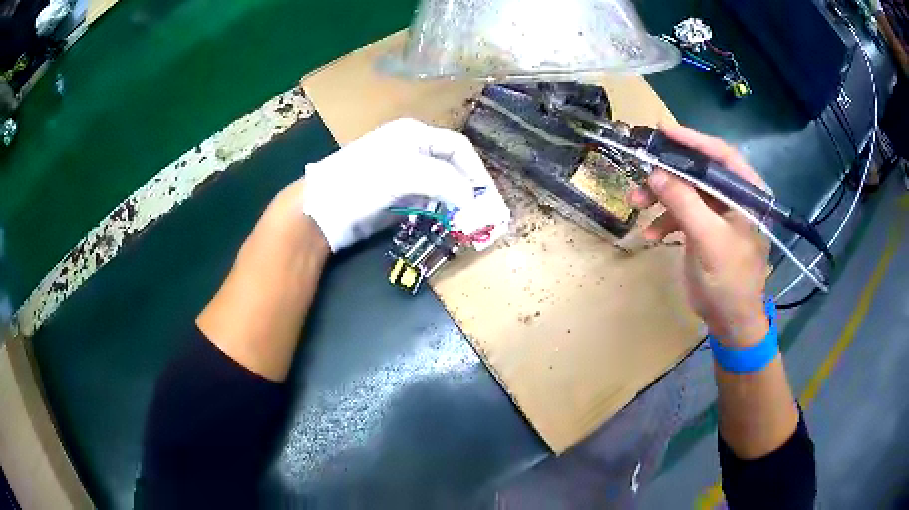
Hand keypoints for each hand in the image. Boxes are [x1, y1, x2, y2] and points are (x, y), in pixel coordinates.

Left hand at [303, 118, 506, 251]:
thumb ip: (443, 181)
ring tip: (468, 223)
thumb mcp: (404, 173)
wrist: (322, 208)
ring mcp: (403, 175)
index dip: (476, 171)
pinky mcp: (396, 198)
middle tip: (482, 214)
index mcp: (415, 134)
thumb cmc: (361, 181)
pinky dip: (439, 213)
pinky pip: (427, 203)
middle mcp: (412, 151)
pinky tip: (445, 224)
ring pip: (441, 187)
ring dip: (455, 204)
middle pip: (451, 167)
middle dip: (468, 189)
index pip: (458, 148)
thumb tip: (470, 199)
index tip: (487, 197)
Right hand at [629, 123, 770, 345]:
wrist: (730, 322)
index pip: (721, 156)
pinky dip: (664, 220)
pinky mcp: (704, 229)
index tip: (663, 129)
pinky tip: (651, 234)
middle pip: (699, 171)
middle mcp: (734, 198)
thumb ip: (685, 203)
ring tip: (635, 202)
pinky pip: (681, 213)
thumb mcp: (709, 241)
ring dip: (660, 196)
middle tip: (641, 170)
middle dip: (668, 172)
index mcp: (747, 194)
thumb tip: (655, 172)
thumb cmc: (730, 282)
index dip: (693, 140)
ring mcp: (718, 214)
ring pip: (685, 191)